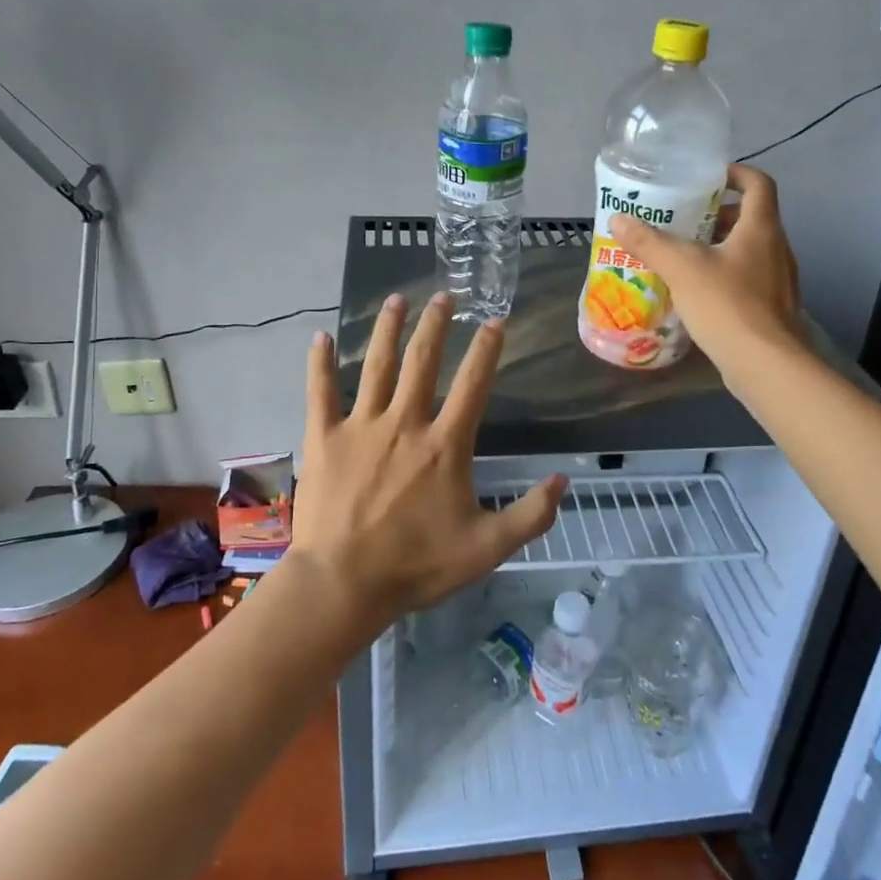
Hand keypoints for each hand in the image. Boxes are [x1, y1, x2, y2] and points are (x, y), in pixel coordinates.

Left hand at [288, 292, 563, 626]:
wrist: (344, 585)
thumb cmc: (416, 566)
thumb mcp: (487, 548)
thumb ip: (530, 516)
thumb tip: (563, 481)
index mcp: (445, 444)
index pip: (472, 384)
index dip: (486, 349)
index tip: (494, 321)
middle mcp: (405, 423)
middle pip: (423, 360)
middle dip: (436, 324)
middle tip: (445, 295)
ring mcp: (362, 426)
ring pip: (376, 366)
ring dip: (388, 329)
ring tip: (397, 299)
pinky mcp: (325, 438)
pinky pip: (320, 392)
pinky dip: (319, 364)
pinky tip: (318, 337)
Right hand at [608, 163, 802, 373]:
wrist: (766, 365)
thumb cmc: (727, 305)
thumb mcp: (681, 268)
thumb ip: (649, 242)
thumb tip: (619, 219)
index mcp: (761, 228)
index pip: (758, 184)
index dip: (735, 174)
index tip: (707, 179)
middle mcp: (777, 248)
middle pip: (751, 217)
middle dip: (717, 215)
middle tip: (683, 220)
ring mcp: (779, 280)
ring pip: (749, 250)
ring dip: (719, 247)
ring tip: (683, 256)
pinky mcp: (773, 308)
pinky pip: (748, 278)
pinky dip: (725, 275)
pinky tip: (697, 292)